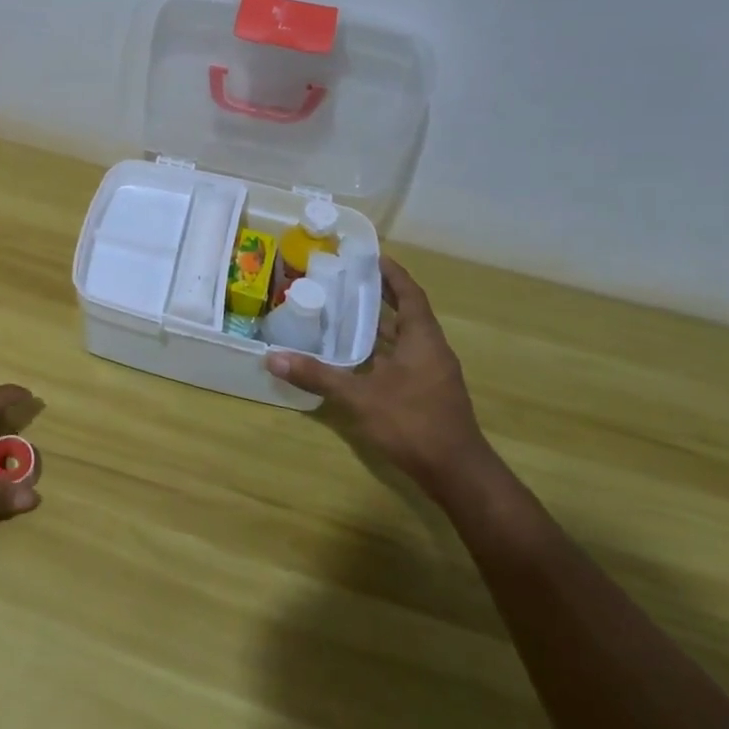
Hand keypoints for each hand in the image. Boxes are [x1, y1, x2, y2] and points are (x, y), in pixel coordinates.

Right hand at [264, 255, 492, 497]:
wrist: (456, 473)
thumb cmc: (412, 423)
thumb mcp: (359, 397)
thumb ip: (317, 375)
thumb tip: (273, 358)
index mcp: (423, 340)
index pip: (410, 294)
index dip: (393, 274)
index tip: (371, 256)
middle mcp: (432, 351)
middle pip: (407, 313)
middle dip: (380, 296)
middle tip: (347, 281)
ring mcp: (433, 374)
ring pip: (405, 339)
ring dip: (380, 325)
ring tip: (344, 313)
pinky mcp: (428, 394)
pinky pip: (404, 359)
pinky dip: (381, 351)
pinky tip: (356, 358)